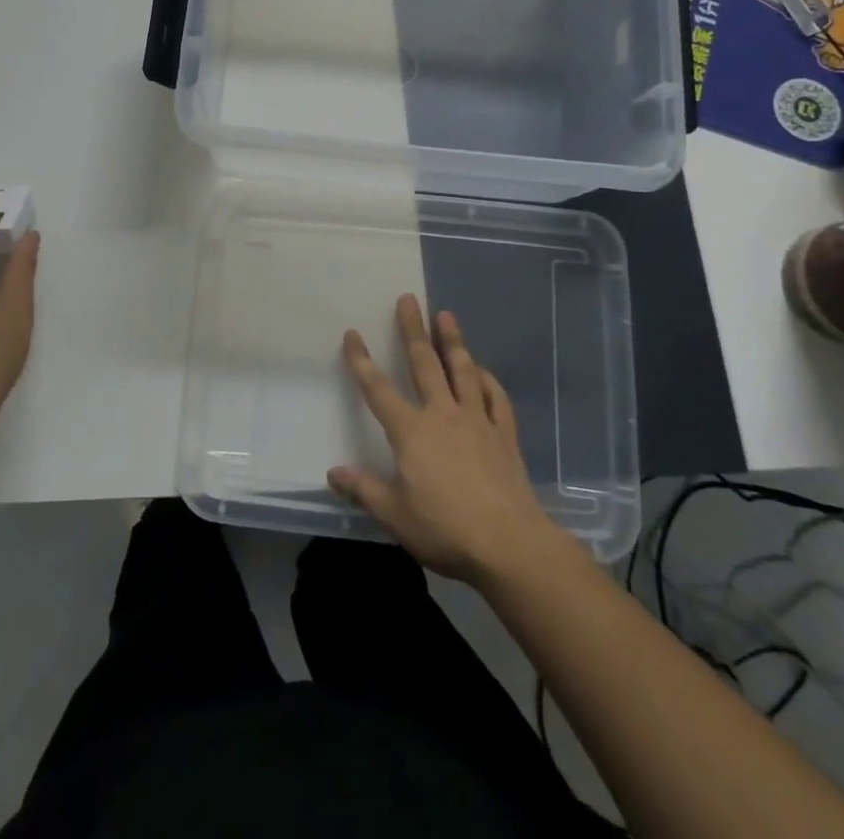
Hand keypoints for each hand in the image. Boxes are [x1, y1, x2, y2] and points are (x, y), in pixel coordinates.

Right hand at [328, 294, 557, 585]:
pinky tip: (483, 372)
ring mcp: (477, 421)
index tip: (352, 334)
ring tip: (446, 315)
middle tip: (408, 299)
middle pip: (424, 364)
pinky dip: (488, 381)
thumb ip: (363, 490)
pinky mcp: (504, 435)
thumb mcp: (395, 515)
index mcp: (411, 432)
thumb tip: (333, 472)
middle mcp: (442, 415)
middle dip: (413, 329)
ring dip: (452, 341)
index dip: (362, 361)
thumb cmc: (446, 530)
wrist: (511, 546)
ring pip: (462, 371)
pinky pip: (495, 398)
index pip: (378, 389)